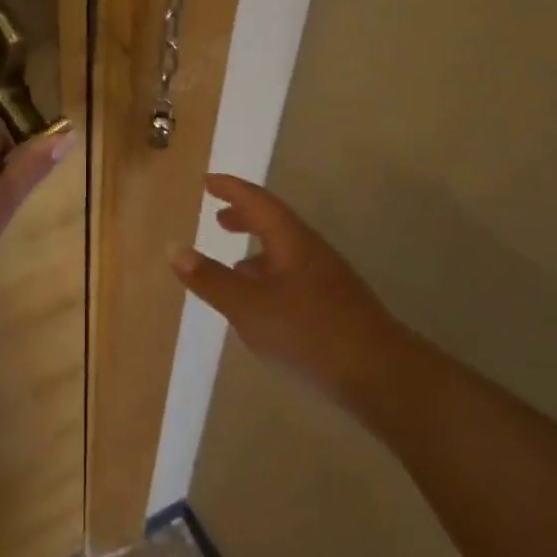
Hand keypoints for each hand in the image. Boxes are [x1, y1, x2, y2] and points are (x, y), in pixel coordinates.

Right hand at [171, 175, 408, 414]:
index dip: (232, 189)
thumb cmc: (309, 332)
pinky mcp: (335, 308)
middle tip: (218, 218)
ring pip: (285, 254)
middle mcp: (311, 253)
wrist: (381, 376)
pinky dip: (270, 279)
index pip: (258, 202)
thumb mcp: (248, 307)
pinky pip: (294, 278)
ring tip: (234, 265)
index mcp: (292, 242)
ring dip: (257, 251)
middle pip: (275, 224)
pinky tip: (262, 307)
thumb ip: (211, 279)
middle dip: (245, 218)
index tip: (208, 181)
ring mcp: (327, 281)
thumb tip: (176, 249)